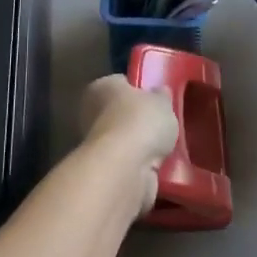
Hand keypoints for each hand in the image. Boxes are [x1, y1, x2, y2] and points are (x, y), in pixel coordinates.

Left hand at [78, 76, 179, 216]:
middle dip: (138, 122)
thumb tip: (161, 92)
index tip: (155, 99)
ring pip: (123, 142)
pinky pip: (127, 165)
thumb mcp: (162, 101)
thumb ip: (162, 96)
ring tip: (165, 149)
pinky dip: (139, 167)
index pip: (120, 83)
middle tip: (162, 126)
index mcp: (101, 87)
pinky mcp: (103, 173)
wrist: (126, 169)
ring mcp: (95, 146)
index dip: (139, 90)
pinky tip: (157, 168)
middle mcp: (91, 113)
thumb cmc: (141, 122)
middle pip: (120, 114)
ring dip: (139, 147)